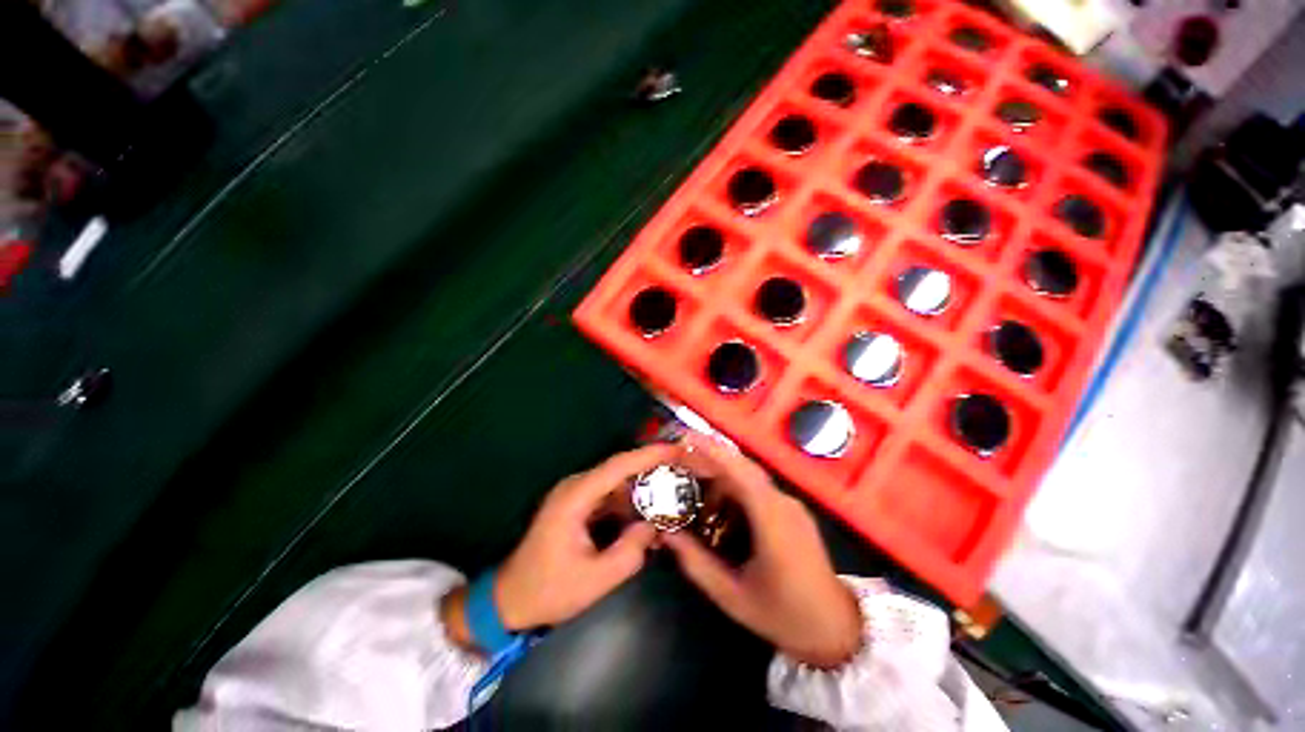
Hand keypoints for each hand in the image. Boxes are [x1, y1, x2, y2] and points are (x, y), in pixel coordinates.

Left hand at [492, 444, 676, 630]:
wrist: (509, 599)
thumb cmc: (548, 590)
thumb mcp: (594, 580)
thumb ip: (630, 552)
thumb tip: (652, 526)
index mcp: (576, 497)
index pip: (618, 466)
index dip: (649, 455)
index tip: (676, 450)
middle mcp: (576, 487)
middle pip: (620, 469)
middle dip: (652, 468)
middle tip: (682, 470)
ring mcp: (575, 495)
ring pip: (617, 482)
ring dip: (642, 487)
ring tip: (671, 492)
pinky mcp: (577, 505)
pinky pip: (609, 496)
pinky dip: (630, 501)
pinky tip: (647, 513)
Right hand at [663, 436, 862, 667]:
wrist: (837, 629)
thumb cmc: (784, 614)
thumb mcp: (732, 596)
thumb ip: (696, 563)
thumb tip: (667, 535)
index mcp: (772, 520)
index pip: (741, 472)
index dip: (713, 452)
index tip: (687, 438)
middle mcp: (783, 503)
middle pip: (742, 469)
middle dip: (710, 461)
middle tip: (680, 463)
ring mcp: (791, 506)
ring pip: (749, 479)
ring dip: (721, 480)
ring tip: (695, 495)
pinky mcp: (792, 512)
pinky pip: (758, 491)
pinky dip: (735, 492)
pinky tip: (720, 510)